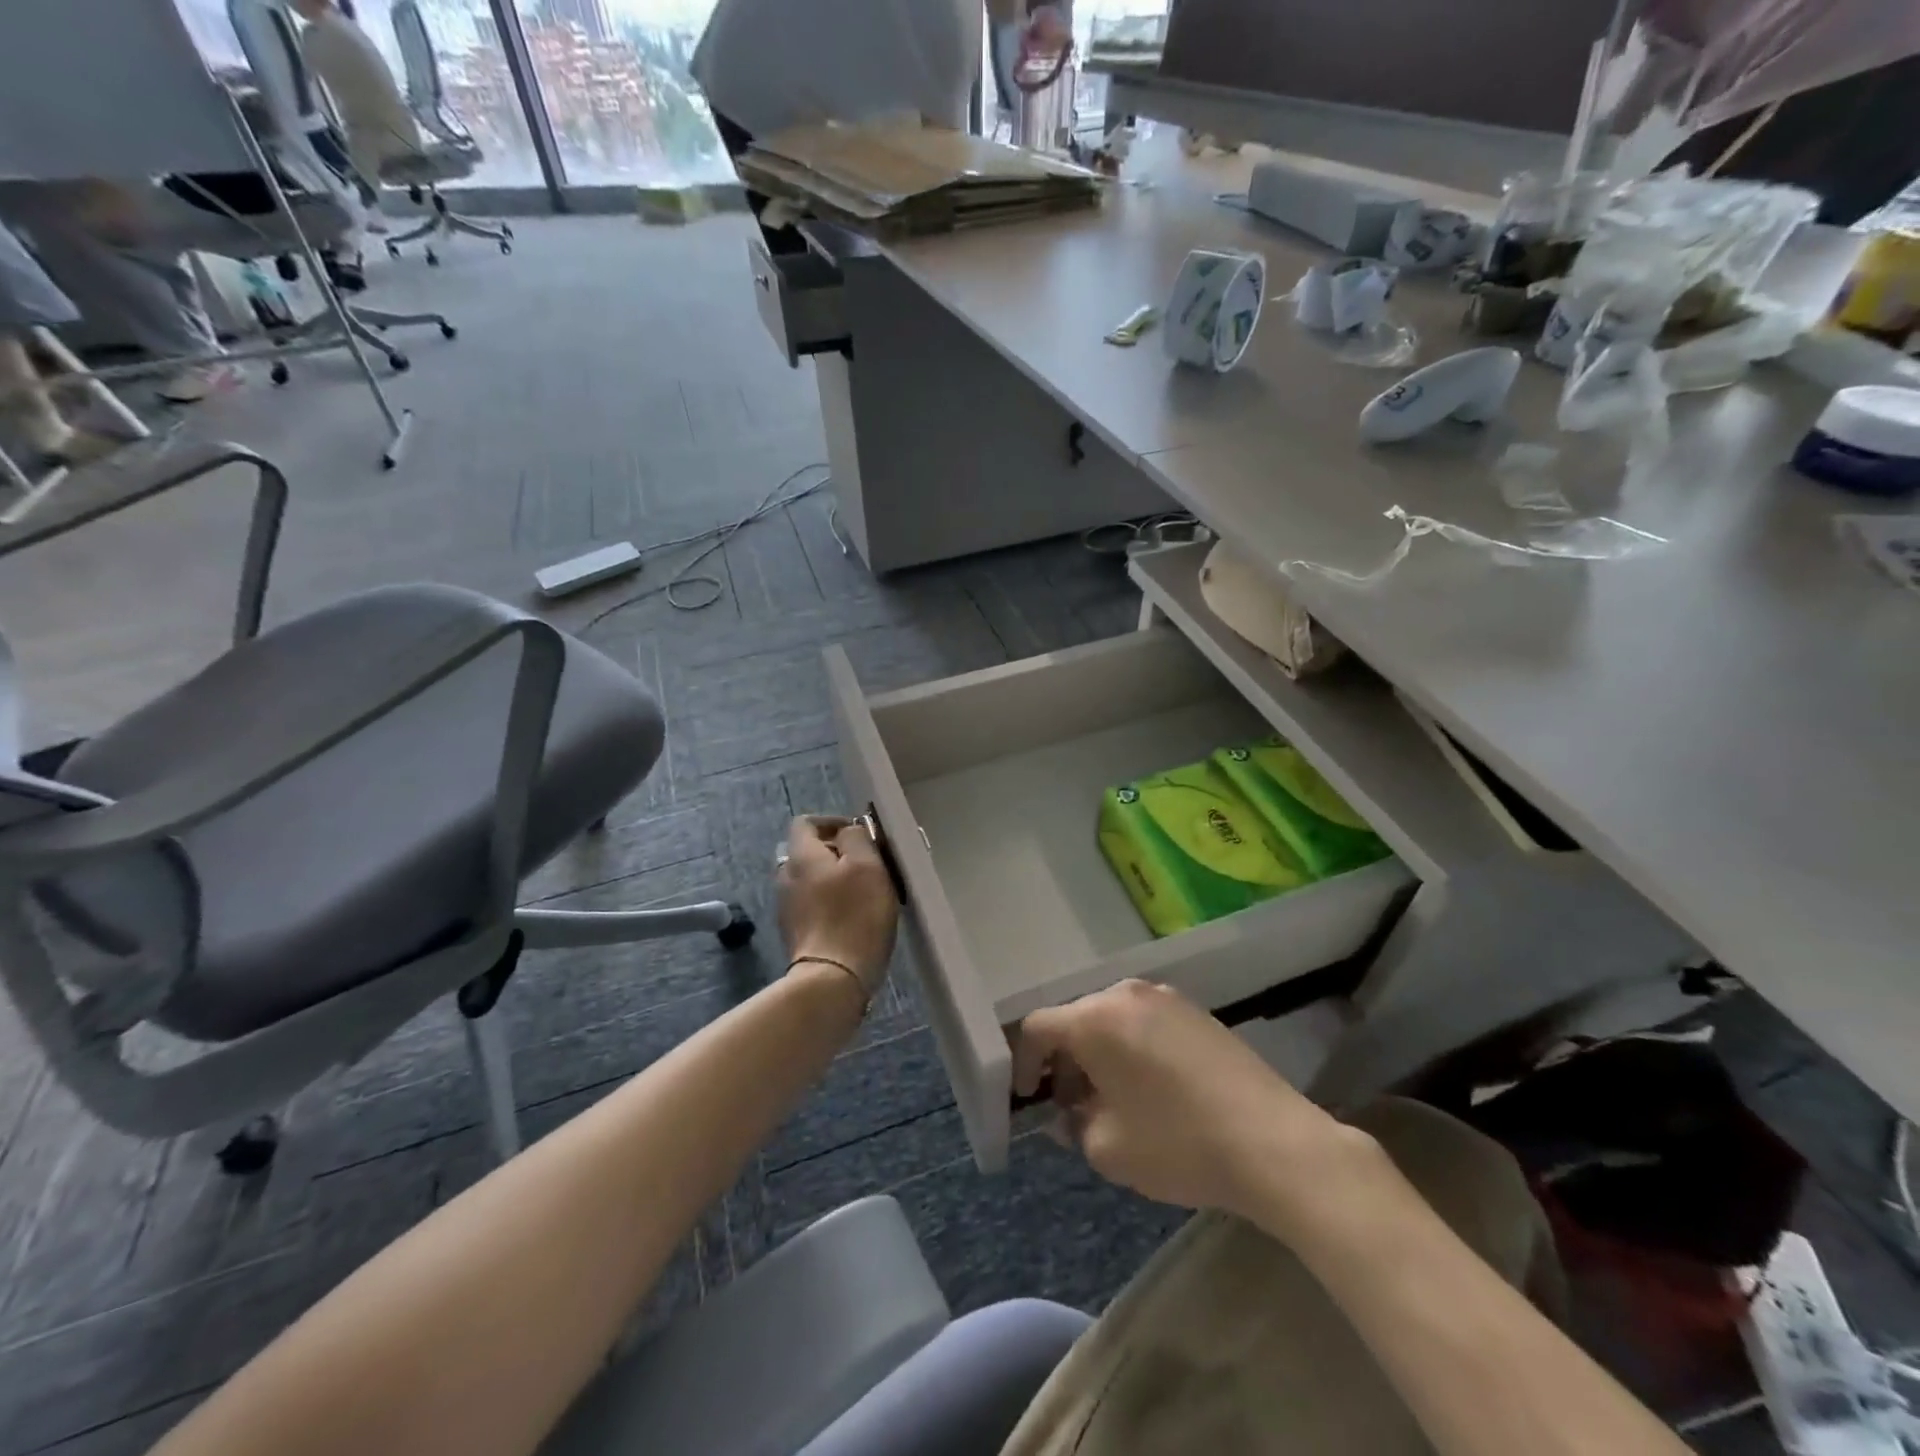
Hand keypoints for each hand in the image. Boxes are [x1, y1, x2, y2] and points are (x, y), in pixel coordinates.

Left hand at [777, 816, 897, 1000]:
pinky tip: (852, 916)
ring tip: (864, 891)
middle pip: (808, 851)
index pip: (806, 822)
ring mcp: (787, 906)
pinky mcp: (795, 932)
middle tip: (867, 863)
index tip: (860, 835)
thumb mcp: (867, 865)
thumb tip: (847, 833)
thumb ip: (856, 838)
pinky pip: (812, 904)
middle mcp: (786, 876)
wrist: (833, 978)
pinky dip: (830, 901)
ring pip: (811, 879)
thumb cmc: (854, 915)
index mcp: (801, 855)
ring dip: (835, 878)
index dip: (833, 822)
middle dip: (837, 852)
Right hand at [1013, 981, 1367, 1232]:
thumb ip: (1074, 1126)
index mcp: (1094, 1019)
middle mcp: (1125, 994)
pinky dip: (1131, 1047)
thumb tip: (1070, 1113)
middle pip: (1076, 1019)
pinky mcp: (1196, 1011)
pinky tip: (1151, 1088)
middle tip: (1071, 1105)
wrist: (1273, 1140)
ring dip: (1099, 1054)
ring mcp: (1165, 997)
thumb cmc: (1178, 1143)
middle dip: (1065, 1061)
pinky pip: (1145, 1022)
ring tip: (1111, 1099)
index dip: (1024, 1062)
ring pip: (1112, 1019)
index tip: (1029, 1097)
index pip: (1038, 1028)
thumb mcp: (1109, 1149)